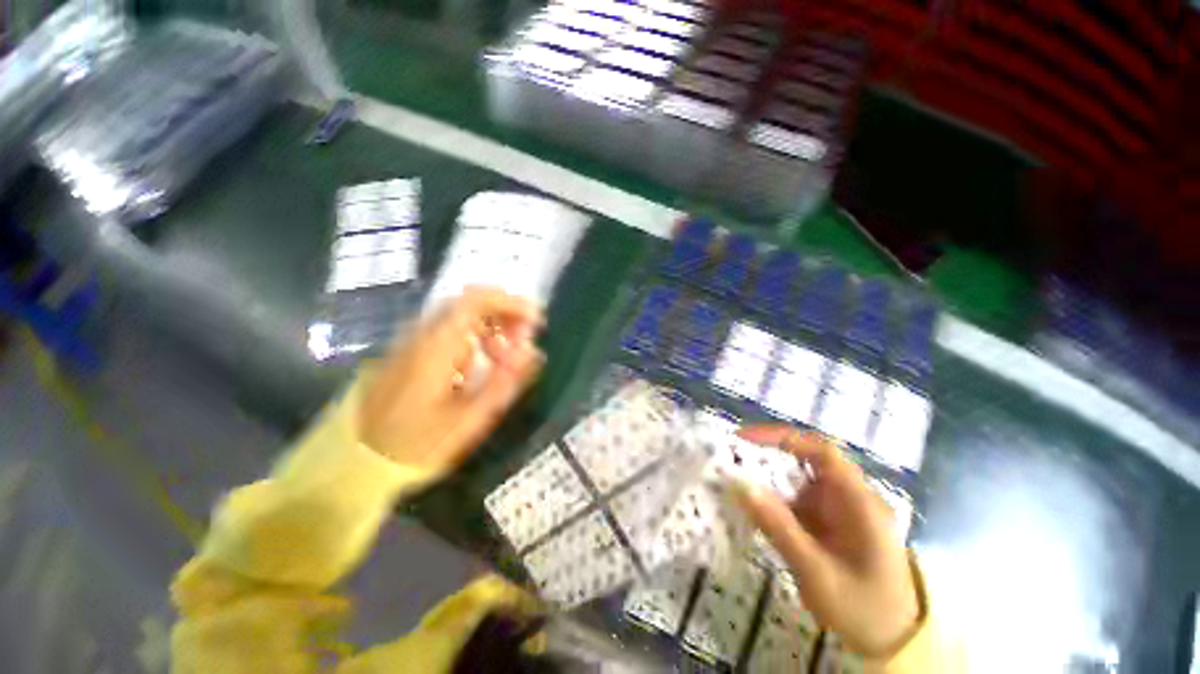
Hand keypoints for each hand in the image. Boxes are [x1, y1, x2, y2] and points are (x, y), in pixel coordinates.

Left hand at [360, 287, 544, 473]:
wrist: (360, 457)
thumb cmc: (417, 443)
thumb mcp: (469, 419)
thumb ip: (504, 382)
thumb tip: (534, 352)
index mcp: (437, 347)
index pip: (476, 301)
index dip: (511, 303)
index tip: (535, 321)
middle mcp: (424, 334)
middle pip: (470, 302)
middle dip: (506, 313)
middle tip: (526, 339)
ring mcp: (416, 340)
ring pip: (463, 314)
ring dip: (494, 324)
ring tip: (509, 353)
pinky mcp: (414, 350)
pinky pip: (453, 328)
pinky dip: (478, 334)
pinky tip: (486, 358)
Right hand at [733, 425, 920, 658]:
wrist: (893, 641)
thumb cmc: (863, 609)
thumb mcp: (818, 573)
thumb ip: (779, 528)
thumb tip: (741, 485)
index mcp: (859, 502)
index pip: (820, 451)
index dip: (782, 437)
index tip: (744, 438)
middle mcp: (851, 496)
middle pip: (806, 460)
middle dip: (768, 456)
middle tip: (731, 458)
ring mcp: (841, 508)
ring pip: (799, 479)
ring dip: (768, 478)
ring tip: (735, 482)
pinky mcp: (831, 521)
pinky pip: (798, 499)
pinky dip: (775, 499)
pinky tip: (755, 508)